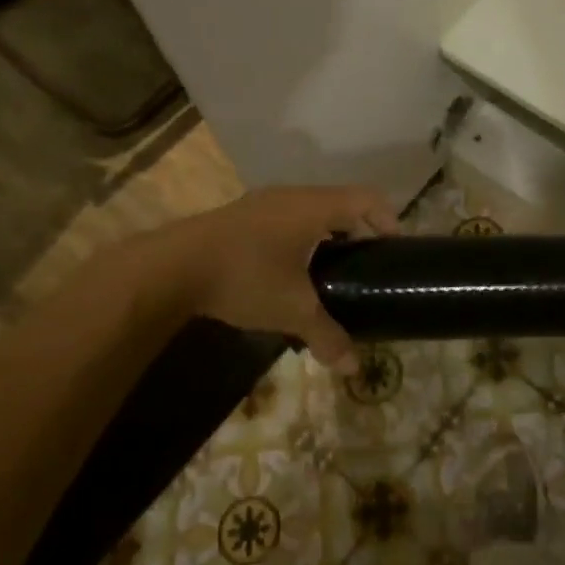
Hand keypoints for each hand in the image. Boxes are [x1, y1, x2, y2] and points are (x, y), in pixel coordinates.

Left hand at [174, 185, 397, 364]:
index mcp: (314, 206)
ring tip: (329, 272)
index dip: (388, 219)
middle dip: (357, 231)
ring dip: (325, 235)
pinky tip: (288, 273)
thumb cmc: (245, 277)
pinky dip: (298, 239)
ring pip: (309, 211)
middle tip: (364, 265)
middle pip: (339, 203)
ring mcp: (262, 203)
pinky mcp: (239, 217)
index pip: (367, 198)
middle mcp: (291, 196)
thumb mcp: (292, 310)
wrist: (170, 268)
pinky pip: (284, 220)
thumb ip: (326, 335)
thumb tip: (352, 368)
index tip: (394, 249)